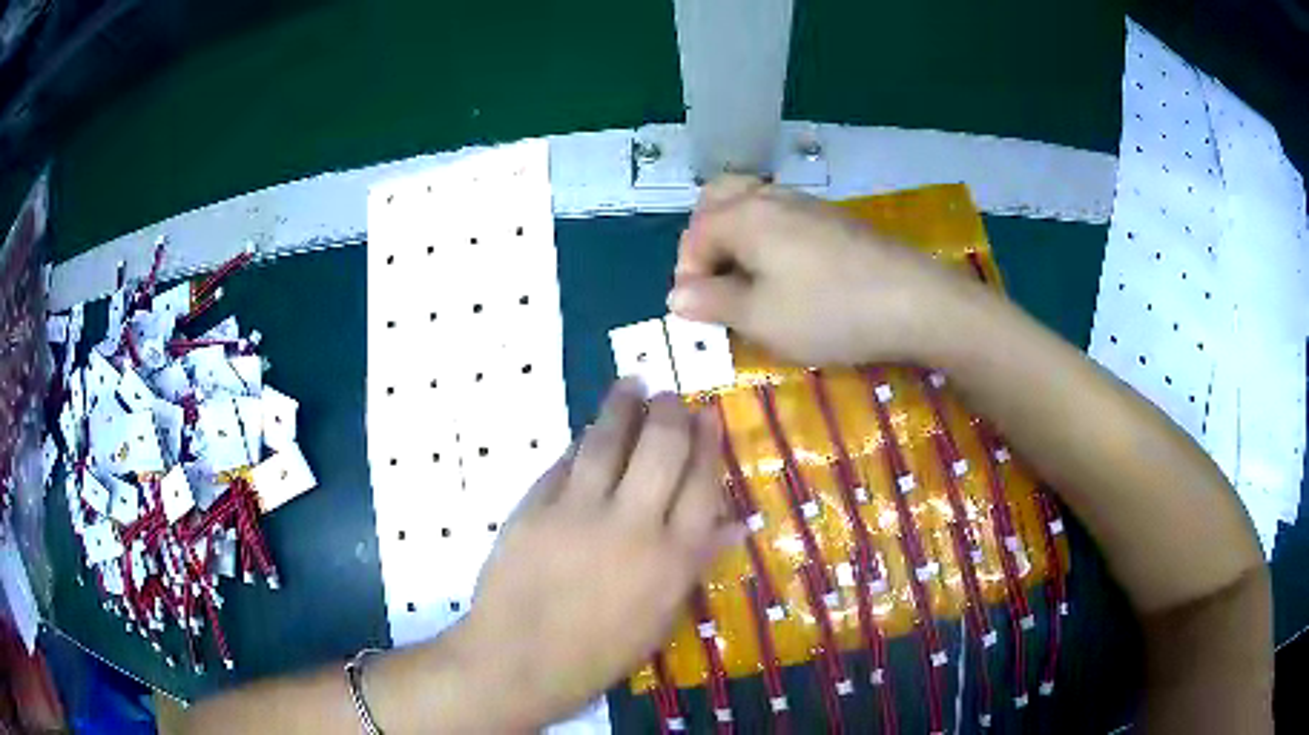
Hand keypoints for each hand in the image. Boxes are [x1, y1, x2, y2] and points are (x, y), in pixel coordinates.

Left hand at [457, 380, 742, 728]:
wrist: (518, 661)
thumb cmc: (598, 655)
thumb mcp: (660, 620)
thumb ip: (695, 565)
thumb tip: (733, 524)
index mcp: (672, 559)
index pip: (702, 483)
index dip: (708, 443)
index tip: (708, 415)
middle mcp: (633, 526)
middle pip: (661, 449)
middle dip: (671, 413)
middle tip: (671, 395)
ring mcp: (579, 512)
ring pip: (609, 441)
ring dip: (623, 406)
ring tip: (631, 383)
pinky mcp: (535, 507)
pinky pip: (565, 462)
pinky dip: (581, 442)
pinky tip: (589, 431)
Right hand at [667, 176, 979, 365]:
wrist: (914, 301)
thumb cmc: (829, 311)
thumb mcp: (761, 318)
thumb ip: (712, 302)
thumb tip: (676, 294)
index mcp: (744, 216)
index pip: (694, 236)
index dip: (688, 275)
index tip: (700, 313)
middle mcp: (771, 198)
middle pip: (718, 200)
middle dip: (706, 238)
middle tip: (717, 280)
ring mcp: (808, 204)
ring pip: (753, 204)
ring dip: (737, 236)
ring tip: (749, 281)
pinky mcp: (835, 220)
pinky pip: (783, 216)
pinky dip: (768, 238)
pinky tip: (788, 274)